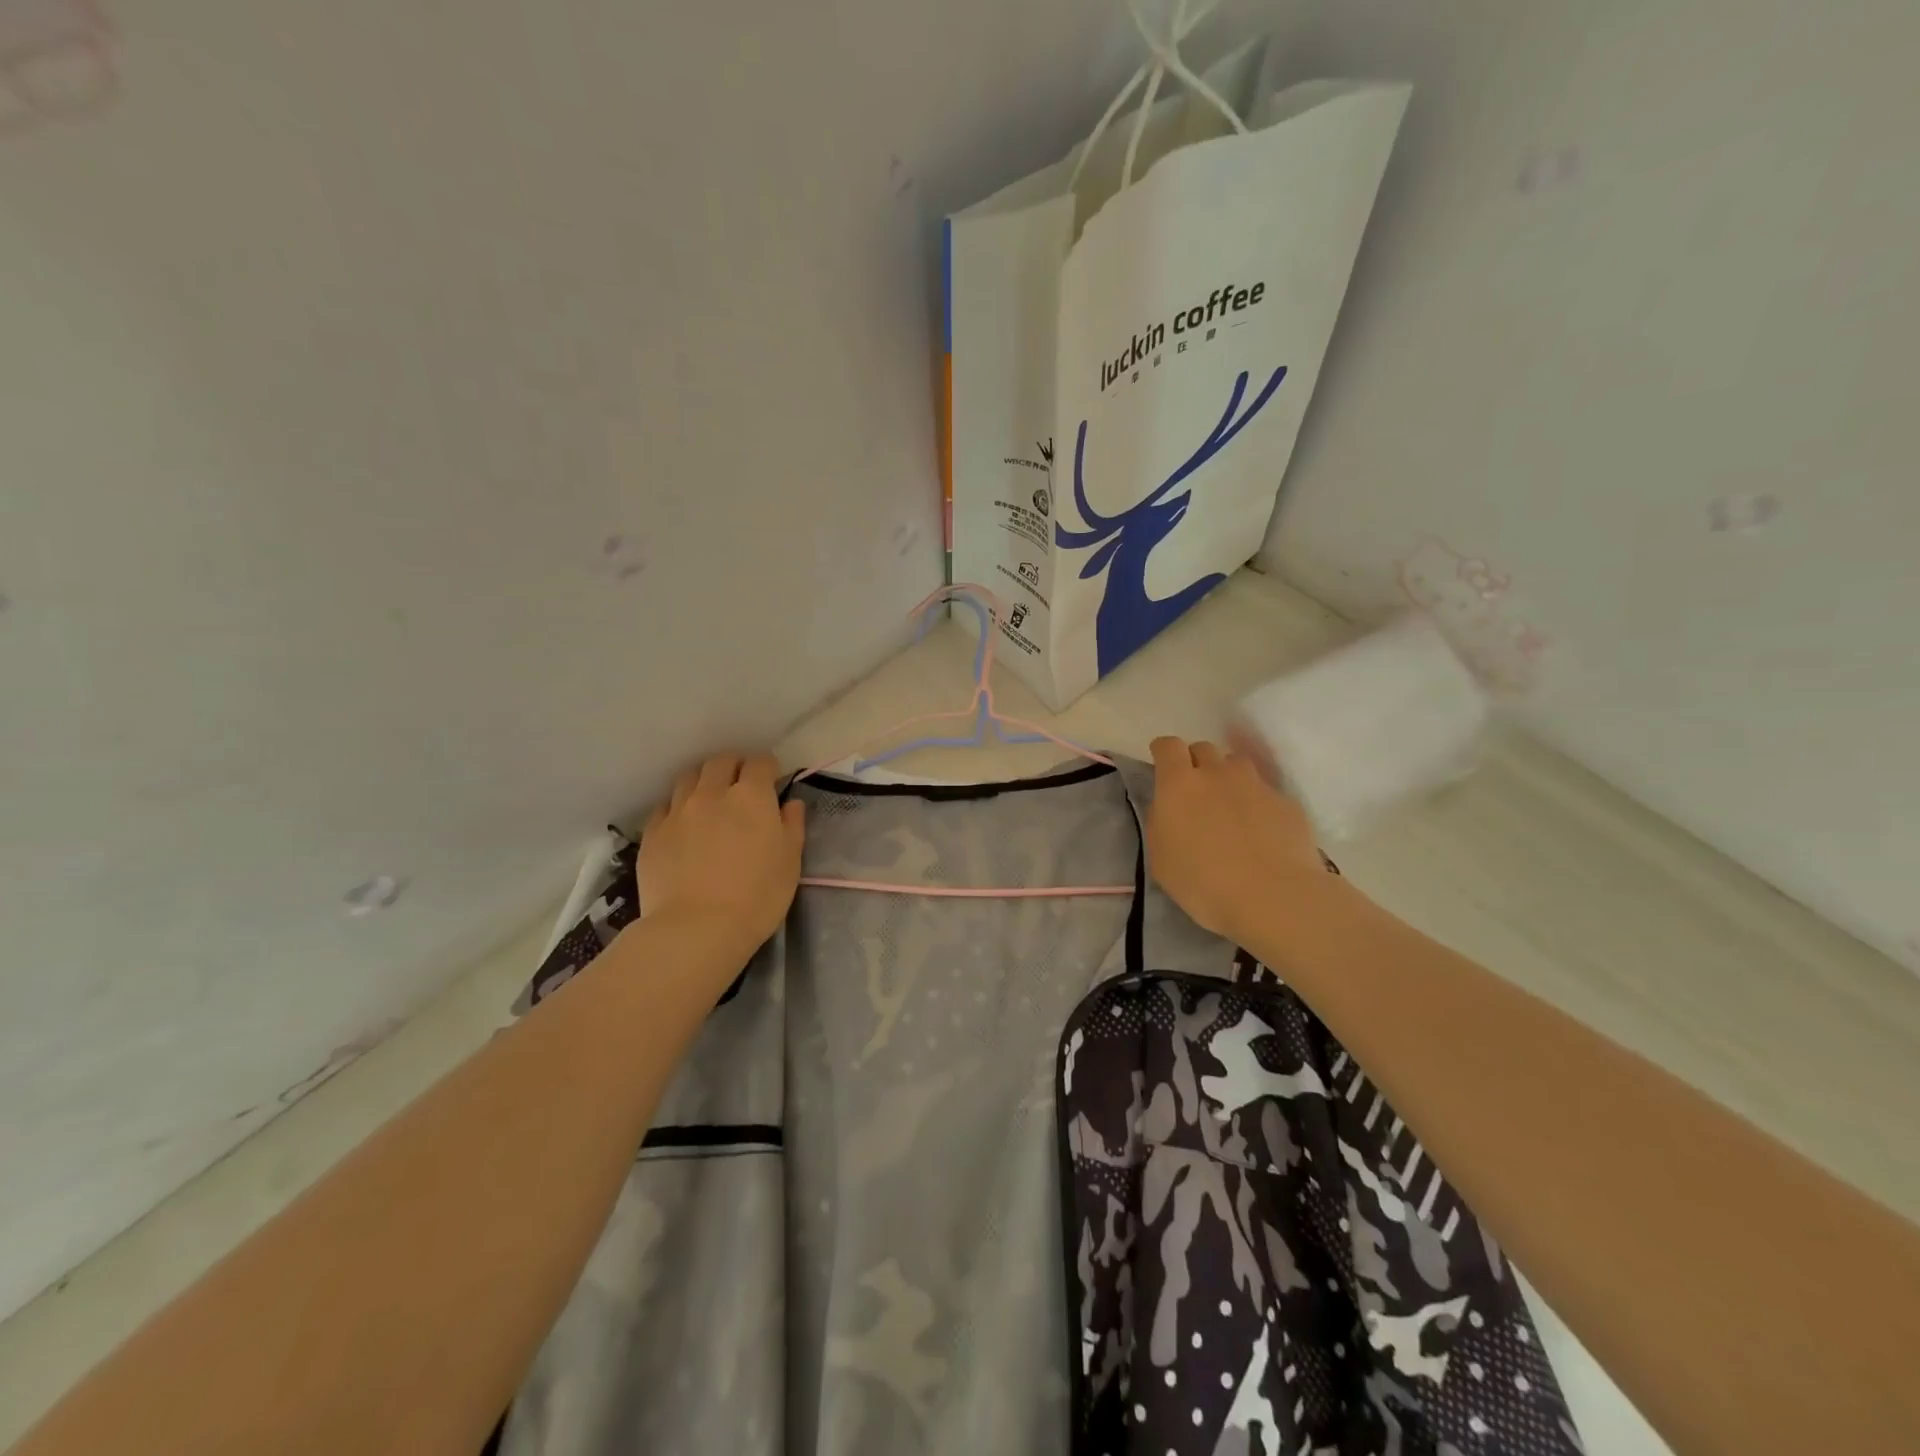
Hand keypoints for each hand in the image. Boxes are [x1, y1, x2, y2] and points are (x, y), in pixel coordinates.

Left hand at [638, 753, 804, 959]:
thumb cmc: (757, 897)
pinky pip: (665, 806)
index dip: (768, 768)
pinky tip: (683, 824)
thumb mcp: (790, 862)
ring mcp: (678, 811)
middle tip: (741, 784)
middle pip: (721, 762)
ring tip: (709, 799)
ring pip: (689, 777)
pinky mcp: (652, 833)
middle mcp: (712, 793)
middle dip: (734, 766)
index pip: (760, 763)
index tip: (772, 780)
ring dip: (703, 781)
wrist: (696, 928)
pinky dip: (677, 807)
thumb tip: (790, 803)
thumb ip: (792, 825)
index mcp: (751, 797)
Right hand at [1146, 736, 1324, 946]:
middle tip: (1197, 795)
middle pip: (1204, 749)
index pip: (1168, 746)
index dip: (1164, 752)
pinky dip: (1258, 805)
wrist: (1273, 898)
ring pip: (1237, 766)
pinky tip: (1262, 835)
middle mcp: (1218, 774)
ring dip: (1229, 779)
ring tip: (1231, 810)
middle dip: (1197, 763)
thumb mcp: (1161, 859)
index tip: (1162, 765)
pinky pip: (1266, 793)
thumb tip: (1168, 808)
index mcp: (1179, 784)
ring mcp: (1256, 785)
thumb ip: (1161, 823)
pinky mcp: (1286, 803)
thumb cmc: (1203, 883)